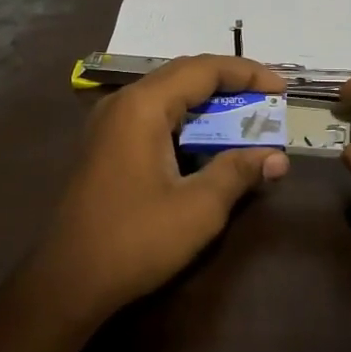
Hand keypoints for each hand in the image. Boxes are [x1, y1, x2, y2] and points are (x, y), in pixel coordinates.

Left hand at [24, 55, 289, 326]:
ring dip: (208, 107)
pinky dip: (187, 124)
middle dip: (230, 87)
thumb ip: (239, 172)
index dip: (247, 74)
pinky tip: (207, 145)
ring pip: (168, 98)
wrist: (68, 282)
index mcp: (142, 107)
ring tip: (246, 122)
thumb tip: (277, 157)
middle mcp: (122, 104)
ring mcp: (108, 125)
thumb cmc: (136, 240)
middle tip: (268, 104)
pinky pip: (152, 119)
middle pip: (183, 77)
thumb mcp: (199, 208)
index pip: (203, 70)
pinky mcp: (105, 147)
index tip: (281, 89)